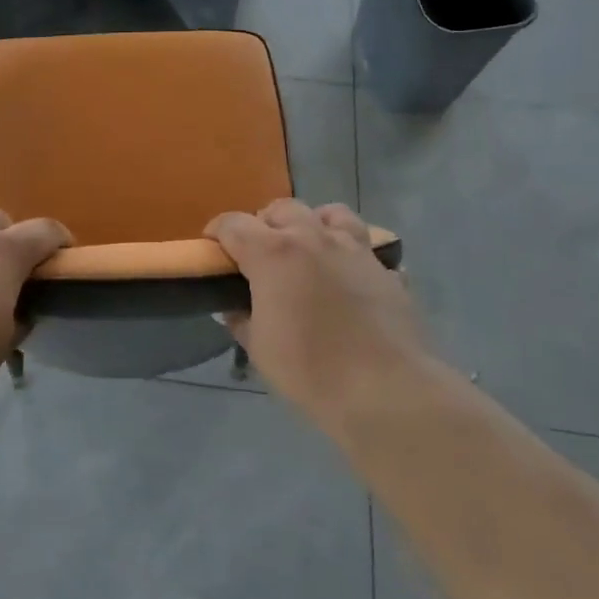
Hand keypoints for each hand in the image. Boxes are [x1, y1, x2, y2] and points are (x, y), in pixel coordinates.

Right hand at [205, 199, 423, 417]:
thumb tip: (235, 307)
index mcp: (273, 253)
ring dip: (313, 224)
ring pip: (330, 213)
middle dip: (265, 223)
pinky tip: (351, 279)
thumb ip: (242, 319)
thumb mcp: (259, 349)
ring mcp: (355, 248)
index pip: (234, 224)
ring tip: (309, 250)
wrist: (385, 390)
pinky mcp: (386, 268)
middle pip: (282, 208)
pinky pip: (367, 248)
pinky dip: (353, 256)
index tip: (213, 247)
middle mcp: (313, 237)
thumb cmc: (310, 370)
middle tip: (260, 253)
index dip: (217, 231)